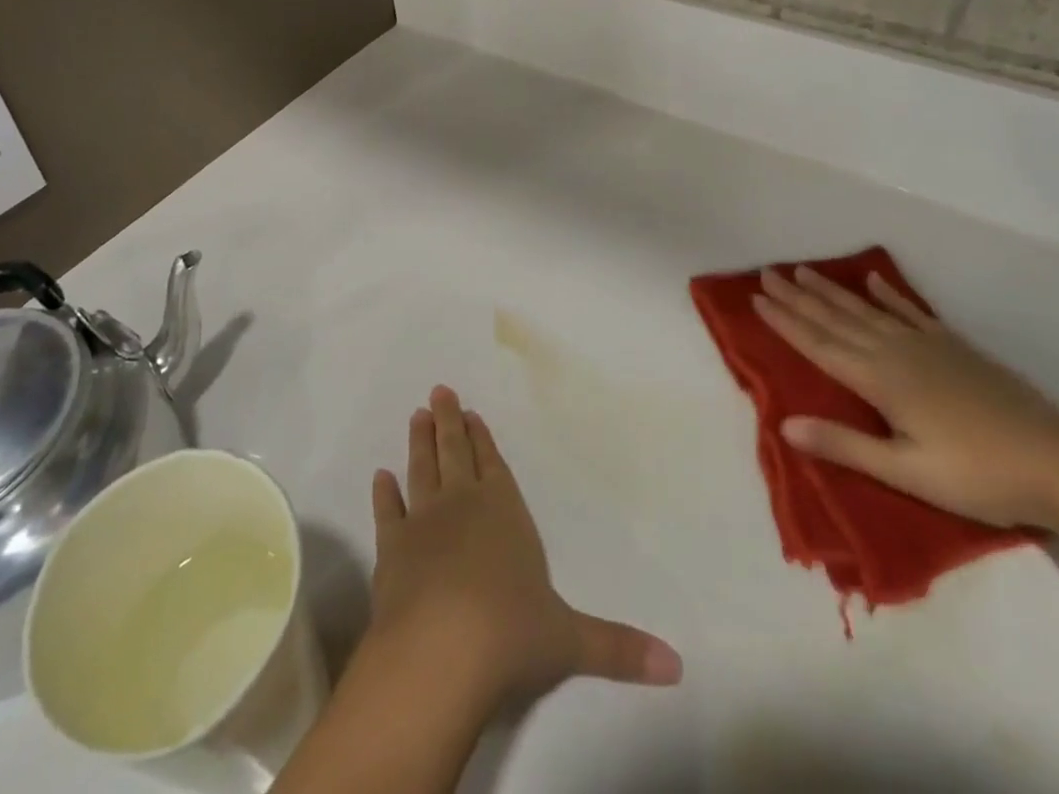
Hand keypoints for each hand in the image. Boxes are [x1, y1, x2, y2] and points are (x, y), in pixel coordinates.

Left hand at [367, 387, 682, 708]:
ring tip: (416, 416)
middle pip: (456, 453)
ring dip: (420, 442)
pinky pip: (387, 512)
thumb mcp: (572, 642)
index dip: (484, 439)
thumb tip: (679, 667)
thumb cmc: (512, 635)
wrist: (440, 653)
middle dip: (450, 422)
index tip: (472, 413)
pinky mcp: (391, 549)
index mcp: (505, 512)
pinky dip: (383, 493)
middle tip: (438, 391)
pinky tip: (380, 477)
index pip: (494, 465)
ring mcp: (423, 523)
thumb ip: (620, 649)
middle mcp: (463, 505)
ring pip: (422, 469)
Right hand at [754, 266, 1058, 528]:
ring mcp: (927, 345)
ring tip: (804, 270)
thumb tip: (785, 424)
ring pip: (866, 310)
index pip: (818, 345)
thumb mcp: (907, 472)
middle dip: (798, 297)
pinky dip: (890, 294)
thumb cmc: (979, 476)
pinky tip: (875, 280)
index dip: (785, 322)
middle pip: (836, 319)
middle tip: (768, 273)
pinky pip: (911, 312)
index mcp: (879, 380)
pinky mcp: (955, 347)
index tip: (756, 298)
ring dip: (832, 290)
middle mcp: (895, 353)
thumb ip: (845, 446)